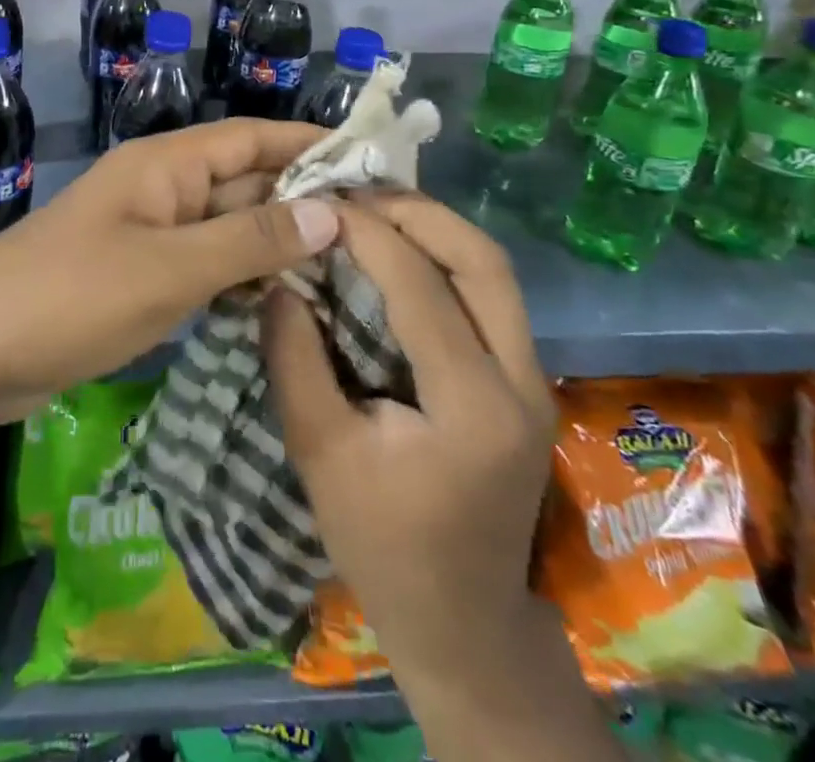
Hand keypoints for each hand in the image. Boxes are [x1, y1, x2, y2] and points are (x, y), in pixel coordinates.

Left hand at [0, 119, 340, 428]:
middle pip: (246, 181)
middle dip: (304, 201)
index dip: (311, 145)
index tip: (374, 163)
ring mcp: (151, 234)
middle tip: (379, 233)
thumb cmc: (73, 295)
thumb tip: (330, 211)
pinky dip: (243, 277)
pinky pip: (205, 265)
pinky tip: (286, 302)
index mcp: (166, 164)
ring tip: (352, 270)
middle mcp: (163, 188)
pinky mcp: (141, 276)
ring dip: (278, 243)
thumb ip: (250, 239)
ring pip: (229, 227)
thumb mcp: (170, 268)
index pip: (253, 137)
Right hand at [264, 192, 555, 695]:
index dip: (367, 232)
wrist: (464, 623)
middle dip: (417, 211)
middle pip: (484, 260)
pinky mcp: (525, 383)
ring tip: (374, 209)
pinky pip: (491, 295)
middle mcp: (521, 382)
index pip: (420, 285)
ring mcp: (534, 381)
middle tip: (354, 192)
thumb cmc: (383, 545)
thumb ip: (294, 357)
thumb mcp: (319, 451)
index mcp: (472, 406)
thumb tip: (279, 278)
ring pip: (495, 272)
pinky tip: (400, 253)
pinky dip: (446, 258)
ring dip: (436, 228)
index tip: (319, 203)